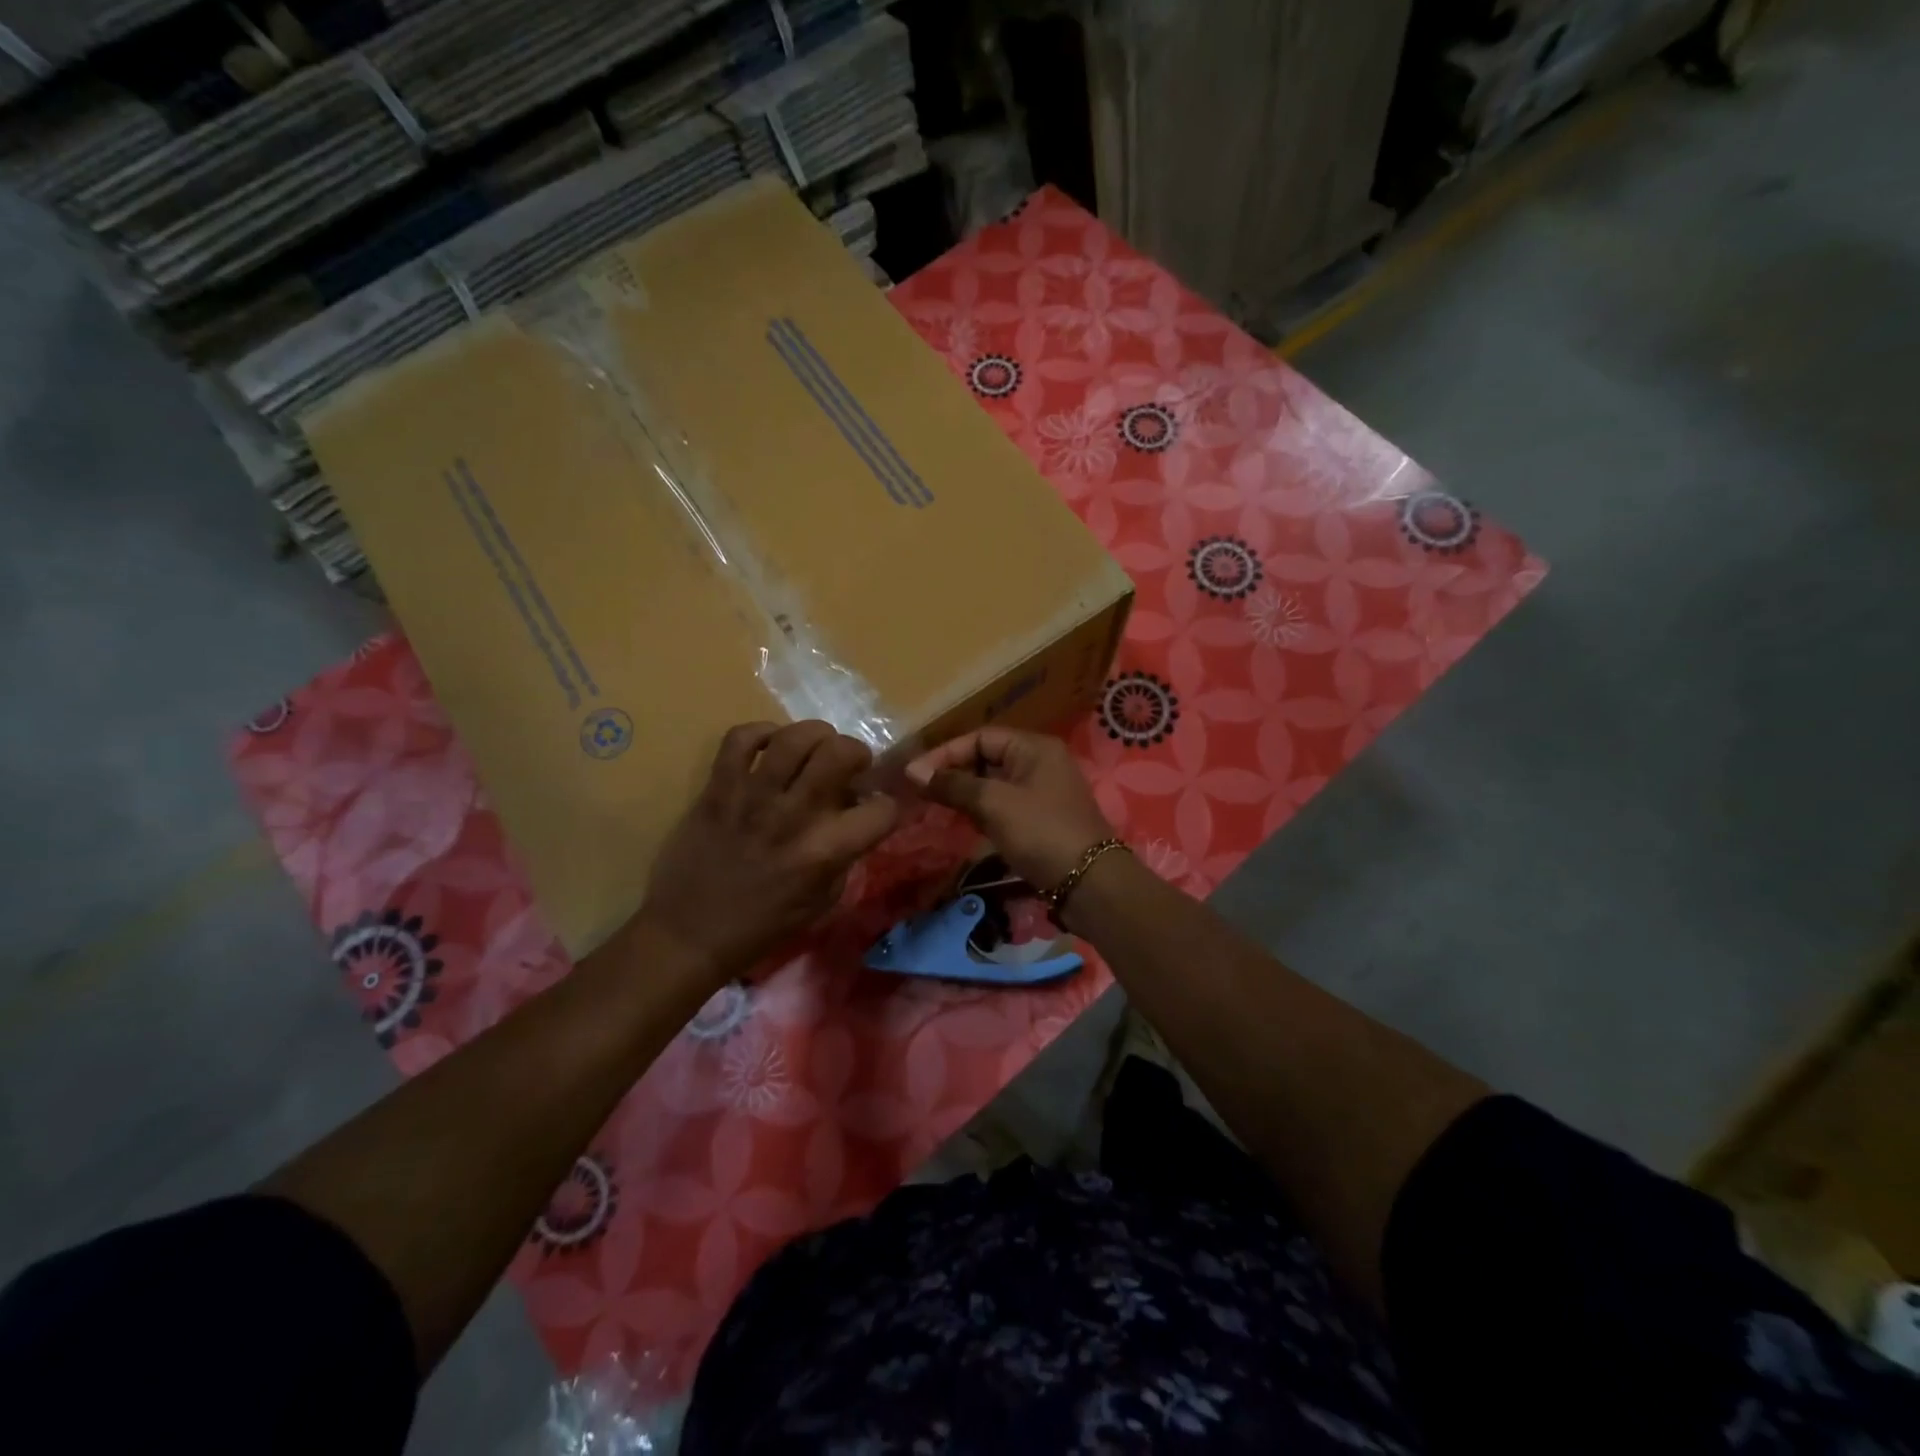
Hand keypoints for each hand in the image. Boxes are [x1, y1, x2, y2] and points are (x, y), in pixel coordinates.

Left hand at [637, 721, 898, 981]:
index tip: (876, 809)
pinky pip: (739, 738)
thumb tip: (853, 814)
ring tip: (815, 748)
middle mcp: (793, 816)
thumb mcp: (822, 902)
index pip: (881, 810)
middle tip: (849, 765)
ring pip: (793, 737)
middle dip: (856, 751)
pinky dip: (761, 732)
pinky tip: (770, 747)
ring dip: (815, 734)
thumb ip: (845, 855)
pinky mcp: (717, 789)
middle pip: (839, 752)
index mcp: (824, 852)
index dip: (888, 806)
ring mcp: (751, 797)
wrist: (688, 934)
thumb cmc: (761, 926)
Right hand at [905, 727, 1114, 890]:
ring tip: (934, 807)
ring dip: (965, 794)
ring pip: (993, 785)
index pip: (980, 738)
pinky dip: (981, 812)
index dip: (945, 753)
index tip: (914, 774)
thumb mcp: (994, 803)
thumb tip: (914, 772)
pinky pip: (1003, 806)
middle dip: (953, 773)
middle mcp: (1040, 763)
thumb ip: (954, 784)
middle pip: (987, 759)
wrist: (1089, 884)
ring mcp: (1042, 793)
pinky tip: (961, 823)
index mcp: (1034, 748)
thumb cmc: (1040, 832)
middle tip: (921, 792)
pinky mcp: (1041, 821)